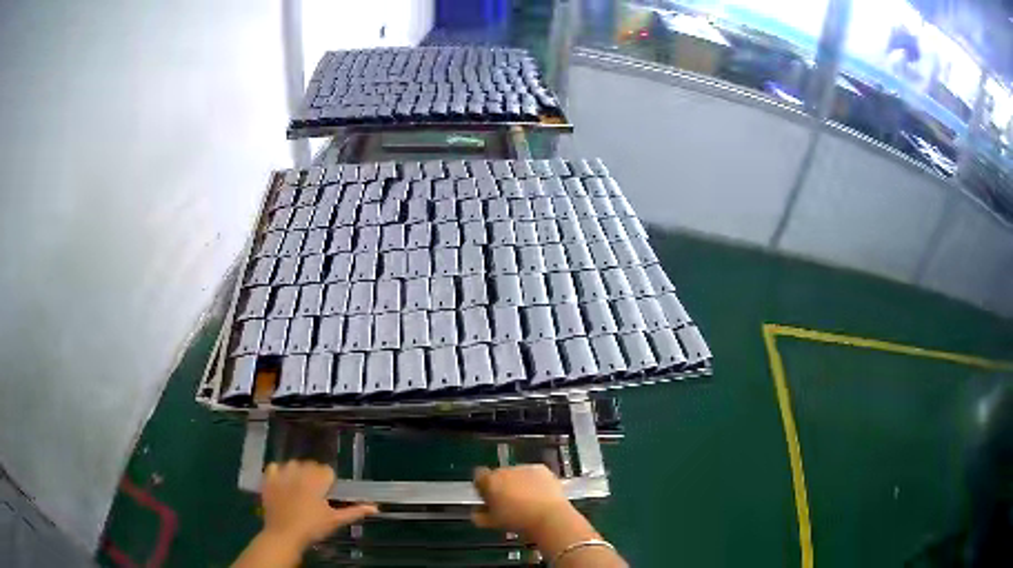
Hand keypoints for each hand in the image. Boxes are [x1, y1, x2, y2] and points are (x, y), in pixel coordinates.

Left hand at [260, 461, 377, 547]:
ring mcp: (282, 474)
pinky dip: (279, 472)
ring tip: (299, 490)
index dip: (329, 483)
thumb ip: (355, 511)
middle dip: (314, 477)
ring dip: (298, 473)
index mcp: (316, 480)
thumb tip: (375, 507)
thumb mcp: (335, 521)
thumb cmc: (313, 528)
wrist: (284, 535)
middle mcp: (299, 472)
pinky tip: (283, 483)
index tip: (327, 496)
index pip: (327, 470)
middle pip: (311, 465)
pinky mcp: (268, 479)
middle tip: (315, 496)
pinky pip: (275, 466)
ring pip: (294, 464)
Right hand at [471, 465, 574, 535]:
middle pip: (498, 474)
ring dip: (518, 483)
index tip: (487, 497)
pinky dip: (534, 481)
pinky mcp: (541, 469)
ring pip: (516, 474)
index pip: (479, 475)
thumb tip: (476, 513)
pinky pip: (533, 473)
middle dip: (501, 485)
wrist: (548, 517)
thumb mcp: (491, 523)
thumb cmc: (518, 521)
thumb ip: (479, 516)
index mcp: (490, 481)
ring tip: (526, 500)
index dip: (482, 486)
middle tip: (508, 502)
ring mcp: (524, 468)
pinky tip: (538, 495)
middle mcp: (505, 470)